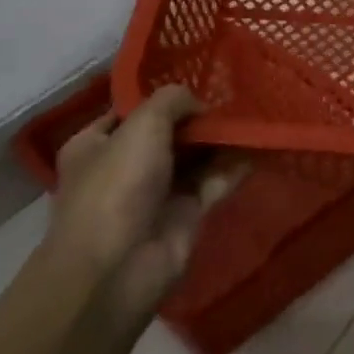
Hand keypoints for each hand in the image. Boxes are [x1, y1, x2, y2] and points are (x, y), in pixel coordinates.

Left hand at [47, 86, 244, 328]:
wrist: (117, 269)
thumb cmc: (117, 187)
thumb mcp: (142, 126)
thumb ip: (172, 101)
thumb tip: (198, 105)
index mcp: (96, 145)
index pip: (132, 111)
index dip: (162, 98)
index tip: (198, 85)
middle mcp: (124, 166)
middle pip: (168, 133)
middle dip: (198, 120)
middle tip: (233, 101)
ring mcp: (156, 192)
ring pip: (195, 158)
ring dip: (220, 141)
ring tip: (251, 118)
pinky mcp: (185, 215)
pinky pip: (214, 182)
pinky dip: (234, 167)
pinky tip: (258, 147)